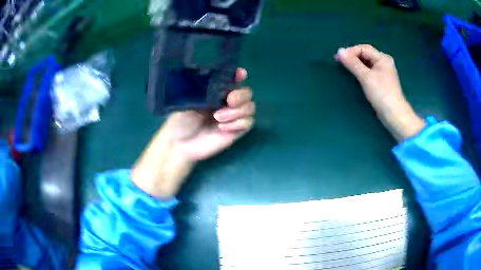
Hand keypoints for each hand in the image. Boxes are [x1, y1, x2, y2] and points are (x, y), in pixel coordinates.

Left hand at [132, 68, 254, 197]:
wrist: (180, 144)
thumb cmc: (181, 120)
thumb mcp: (186, 101)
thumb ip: (200, 89)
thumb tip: (213, 78)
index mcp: (216, 91)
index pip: (233, 79)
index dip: (239, 75)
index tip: (241, 74)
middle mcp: (227, 102)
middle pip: (247, 93)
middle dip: (241, 95)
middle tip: (230, 100)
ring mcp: (233, 116)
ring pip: (250, 107)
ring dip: (237, 112)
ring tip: (218, 118)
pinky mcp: (236, 130)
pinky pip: (248, 123)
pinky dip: (238, 124)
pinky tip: (222, 128)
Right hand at [335, 45, 425, 141]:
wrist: (394, 114)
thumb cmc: (381, 94)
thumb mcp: (366, 77)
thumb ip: (353, 63)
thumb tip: (339, 51)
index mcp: (383, 58)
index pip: (363, 48)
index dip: (350, 51)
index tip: (338, 57)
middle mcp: (384, 62)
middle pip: (365, 54)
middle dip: (352, 56)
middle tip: (340, 61)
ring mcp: (383, 72)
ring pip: (367, 63)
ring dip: (356, 64)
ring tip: (345, 67)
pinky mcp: (382, 81)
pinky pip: (369, 71)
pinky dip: (361, 71)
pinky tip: (355, 74)